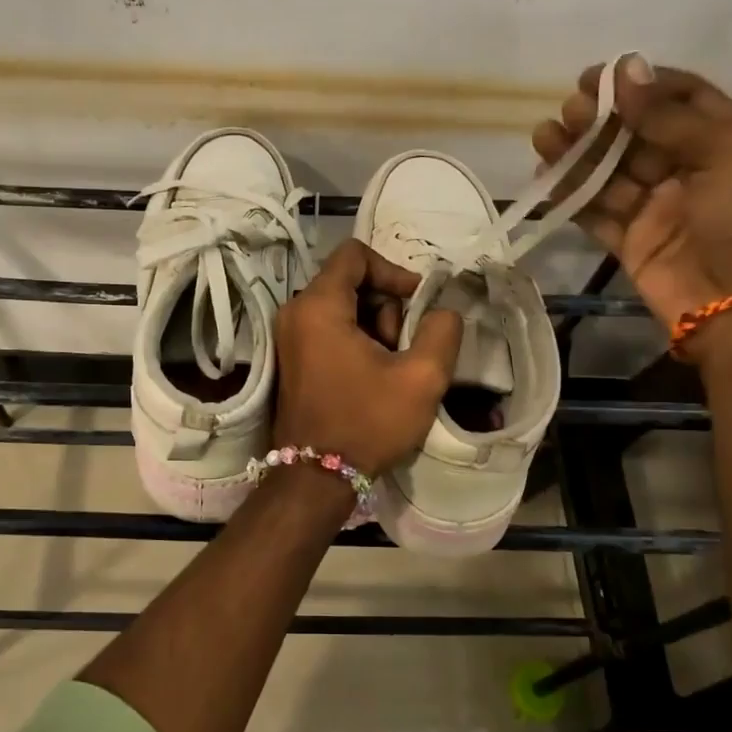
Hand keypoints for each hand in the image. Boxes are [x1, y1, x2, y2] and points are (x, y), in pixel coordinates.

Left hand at [272, 239, 462, 476]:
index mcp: (318, 306)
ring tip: (390, 368)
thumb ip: (441, 330)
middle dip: (385, 307)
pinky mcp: (292, 358)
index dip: (393, 271)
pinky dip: (355, 341)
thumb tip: (441, 310)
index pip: (355, 254)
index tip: (416, 303)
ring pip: (342, 308)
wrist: (316, 476)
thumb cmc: (366, 422)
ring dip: (373, 328)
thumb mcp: (421, 377)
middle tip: (402, 347)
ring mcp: (289, 337)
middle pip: (349, 282)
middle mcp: (295, 312)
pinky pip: (329, 330)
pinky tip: (372, 376)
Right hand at [532, 54, 731, 335]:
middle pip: (636, 136)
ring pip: (609, 173)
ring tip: (545, 136)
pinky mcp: (631, 243)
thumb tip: (626, 67)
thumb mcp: (725, 153)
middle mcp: (689, 172)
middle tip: (568, 110)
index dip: (641, 85)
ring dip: (577, 154)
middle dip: (601, 120)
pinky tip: (547, 176)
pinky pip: (595, 213)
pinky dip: (571, 196)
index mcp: (725, 142)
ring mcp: (657, 209)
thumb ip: (669, 115)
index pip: (681, 100)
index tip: (600, 76)